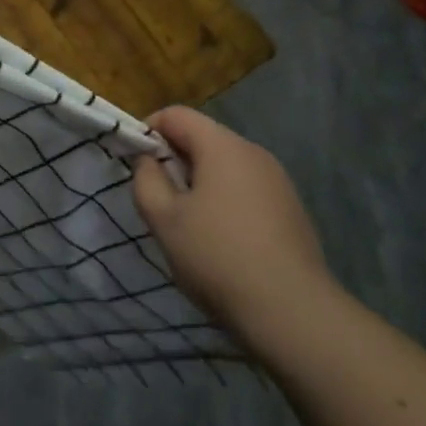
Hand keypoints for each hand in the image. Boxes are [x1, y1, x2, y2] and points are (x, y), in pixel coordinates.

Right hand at [132, 106, 339, 354]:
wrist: (291, 311)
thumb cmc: (216, 256)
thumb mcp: (164, 219)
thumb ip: (146, 180)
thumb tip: (148, 161)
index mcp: (223, 147)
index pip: (176, 115)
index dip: (147, 131)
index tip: (134, 164)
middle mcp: (255, 154)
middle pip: (203, 138)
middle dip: (173, 159)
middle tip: (156, 198)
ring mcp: (278, 182)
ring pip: (225, 166)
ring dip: (198, 182)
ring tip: (185, 223)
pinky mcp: (291, 209)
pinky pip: (246, 190)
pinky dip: (224, 201)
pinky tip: (219, 240)